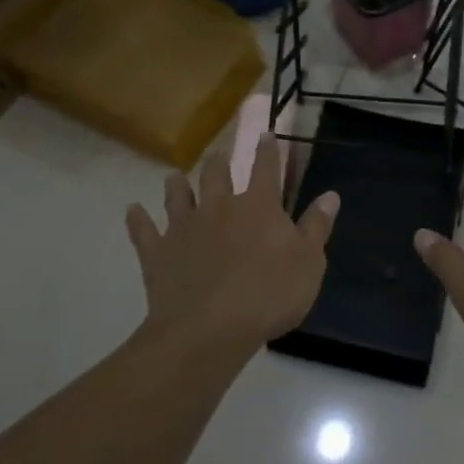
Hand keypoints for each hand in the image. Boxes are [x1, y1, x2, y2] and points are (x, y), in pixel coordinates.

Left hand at [126, 136, 338, 351]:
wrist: (209, 329)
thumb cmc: (269, 294)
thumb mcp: (309, 262)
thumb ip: (317, 226)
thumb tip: (330, 194)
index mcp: (259, 206)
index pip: (267, 168)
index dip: (268, 150)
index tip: (266, 134)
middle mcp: (220, 207)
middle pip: (217, 175)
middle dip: (219, 162)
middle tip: (218, 154)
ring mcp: (185, 228)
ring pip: (178, 196)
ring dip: (177, 185)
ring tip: (174, 176)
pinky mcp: (158, 253)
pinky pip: (144, 231)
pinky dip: (138, 220)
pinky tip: (132, 210)